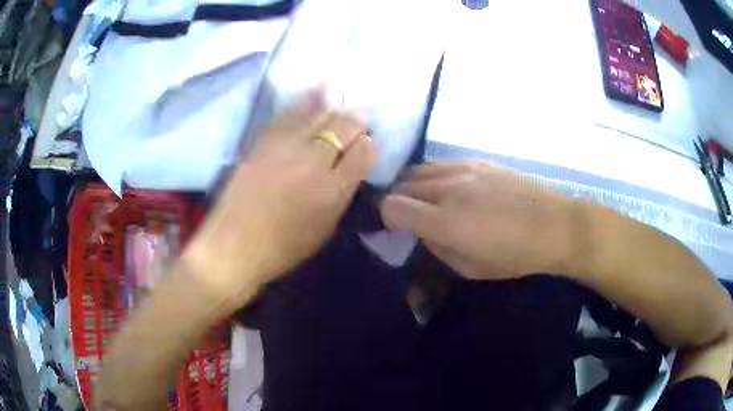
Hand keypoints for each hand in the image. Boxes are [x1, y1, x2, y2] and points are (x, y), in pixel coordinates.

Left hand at [185, 90, 372, 302]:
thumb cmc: (282, 249)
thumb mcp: (323, 230)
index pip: (361, 155)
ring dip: (333, 104)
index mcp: (332, 192)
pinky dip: (303, 102)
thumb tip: (349, 170)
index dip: (368, 145)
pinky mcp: (262, 145)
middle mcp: (312, 164)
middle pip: (342, 129)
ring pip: (316, 116)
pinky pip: (287, 116)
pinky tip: (312, 92)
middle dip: (356, 120)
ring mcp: (285, 150)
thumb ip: (340, 197)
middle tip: (362, 114)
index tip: (367, 142)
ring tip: (341, 93)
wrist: (233, 248)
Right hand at [381, 161, 576, 279]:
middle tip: (412, 218)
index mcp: (446, 222)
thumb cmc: (516, 255)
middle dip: (399, 202)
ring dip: (415, 187)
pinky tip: (452, 189)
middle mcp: (449, 188)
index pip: (392, 206)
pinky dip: (435, 177)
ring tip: (429, 202)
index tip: (397, 229)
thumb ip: (438, 248)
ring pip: (419, 170)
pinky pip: (442, 164)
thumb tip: (423, 231)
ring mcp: (465, 169)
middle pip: (402, 185)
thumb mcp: (471, 269)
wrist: (556, 225)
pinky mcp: (479, 161)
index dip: (387, 219)